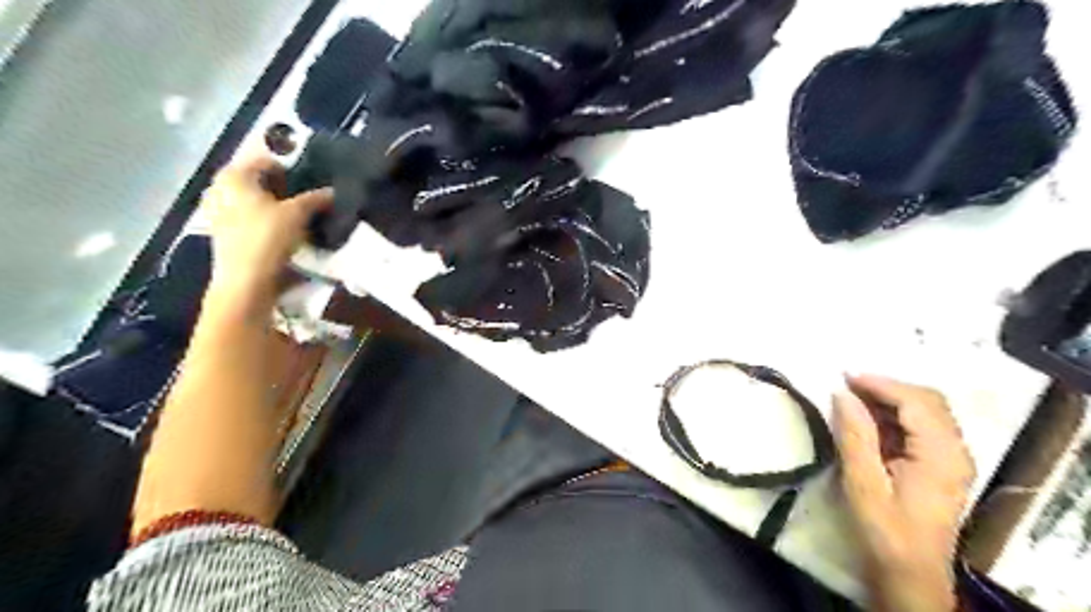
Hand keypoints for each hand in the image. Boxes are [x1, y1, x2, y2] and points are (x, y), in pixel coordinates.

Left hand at [200, 149, 333, 306]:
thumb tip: (332, 192)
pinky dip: (266, 220)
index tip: (311, 183)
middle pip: (259, 180)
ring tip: (298, 218)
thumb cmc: (267, 237)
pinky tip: (282, 232)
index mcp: (234, 174)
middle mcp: (220, 187)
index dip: (292, 169)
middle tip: (307, 200)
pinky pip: (250, 217)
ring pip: (254, 200)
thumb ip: (316, 199)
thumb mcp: (298, 214)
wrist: (246, 280)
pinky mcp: (223, 232)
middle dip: (283, 189)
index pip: (268, 160)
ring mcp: (218, 211)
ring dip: (276, 206)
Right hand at [834, 372, 975, 610]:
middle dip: (886, 387)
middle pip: (927, 401)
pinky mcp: (942, 466)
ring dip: (889, 400)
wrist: (911, 574)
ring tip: (852, 400)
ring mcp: (952, 459)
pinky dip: (894, 416)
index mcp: (941, 456)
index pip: (916, 402)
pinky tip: (868, 421)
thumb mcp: (863, 482)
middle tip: (847, 385)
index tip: (844, 376)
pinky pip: (921, 427)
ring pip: (926, 411)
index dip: (881, 384)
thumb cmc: (886, 531)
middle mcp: (956, 451)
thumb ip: (854, 435)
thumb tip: (841, 394)